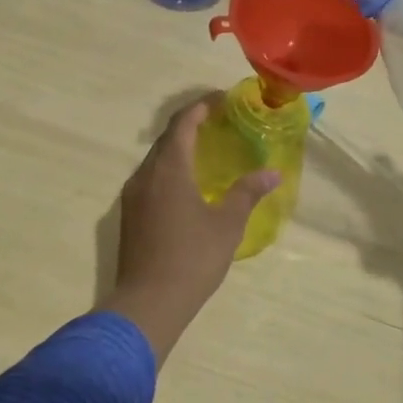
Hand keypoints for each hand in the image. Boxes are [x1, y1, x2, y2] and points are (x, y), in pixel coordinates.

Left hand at [105, 95, 279, 360]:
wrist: (148, 303)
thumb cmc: (192, 258)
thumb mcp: (227, 224)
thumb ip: (248, 193)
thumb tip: (273, 173)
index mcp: (169, 169)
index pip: (183, 123)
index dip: (201, 106)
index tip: (222, 99)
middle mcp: (145, 175)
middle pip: (166, 138)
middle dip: (191, 125)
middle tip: (219, 122)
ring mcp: (132, 196)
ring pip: (156, 159)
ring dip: (178, 148)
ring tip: (206, 151)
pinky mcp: (129, 215)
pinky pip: (150, 179)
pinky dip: (169, 170)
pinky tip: (187, 185)